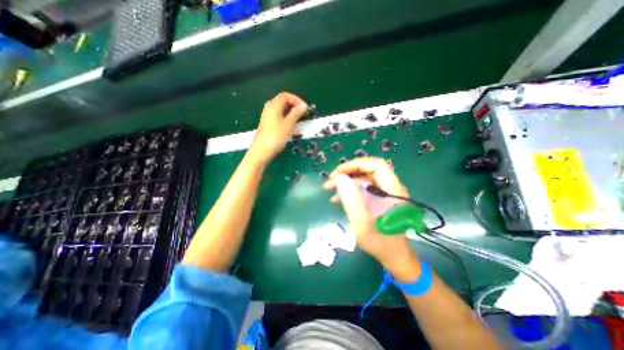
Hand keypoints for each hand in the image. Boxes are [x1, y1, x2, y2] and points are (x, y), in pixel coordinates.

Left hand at [249, 92, 305, 164]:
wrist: (262, 150)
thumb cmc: (276, 136)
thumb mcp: (288, 124)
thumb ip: (296, 113)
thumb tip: (304, 105)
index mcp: (274, 105)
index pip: (286, 95)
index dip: (296, 99)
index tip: (304, 108)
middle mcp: (269, 108)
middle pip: (283, 101)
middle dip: (294, 106)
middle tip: (303, 114)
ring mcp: (268, 115)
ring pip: (282, 110)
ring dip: (291, 113)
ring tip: (299, 121)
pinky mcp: (268, 123)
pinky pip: (279, 117)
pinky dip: (286, 119)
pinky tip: (292, 127)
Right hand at [324, 157, 415, 272]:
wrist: (394, 256)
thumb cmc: (380, 243)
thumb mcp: (362, 224)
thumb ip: (351, 200)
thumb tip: (339, 178)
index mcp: (393, 191)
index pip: (376, 165)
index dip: (356, 165)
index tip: (338, 173)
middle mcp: (391, 187)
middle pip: (368, 170)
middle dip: (347, 173)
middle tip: (330, 182)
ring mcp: (385, 192)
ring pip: (364, 178)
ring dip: (346, 181)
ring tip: (330, 189)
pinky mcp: (380, 198)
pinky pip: (364, 187)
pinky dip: (350, 190)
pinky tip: (337, 198)